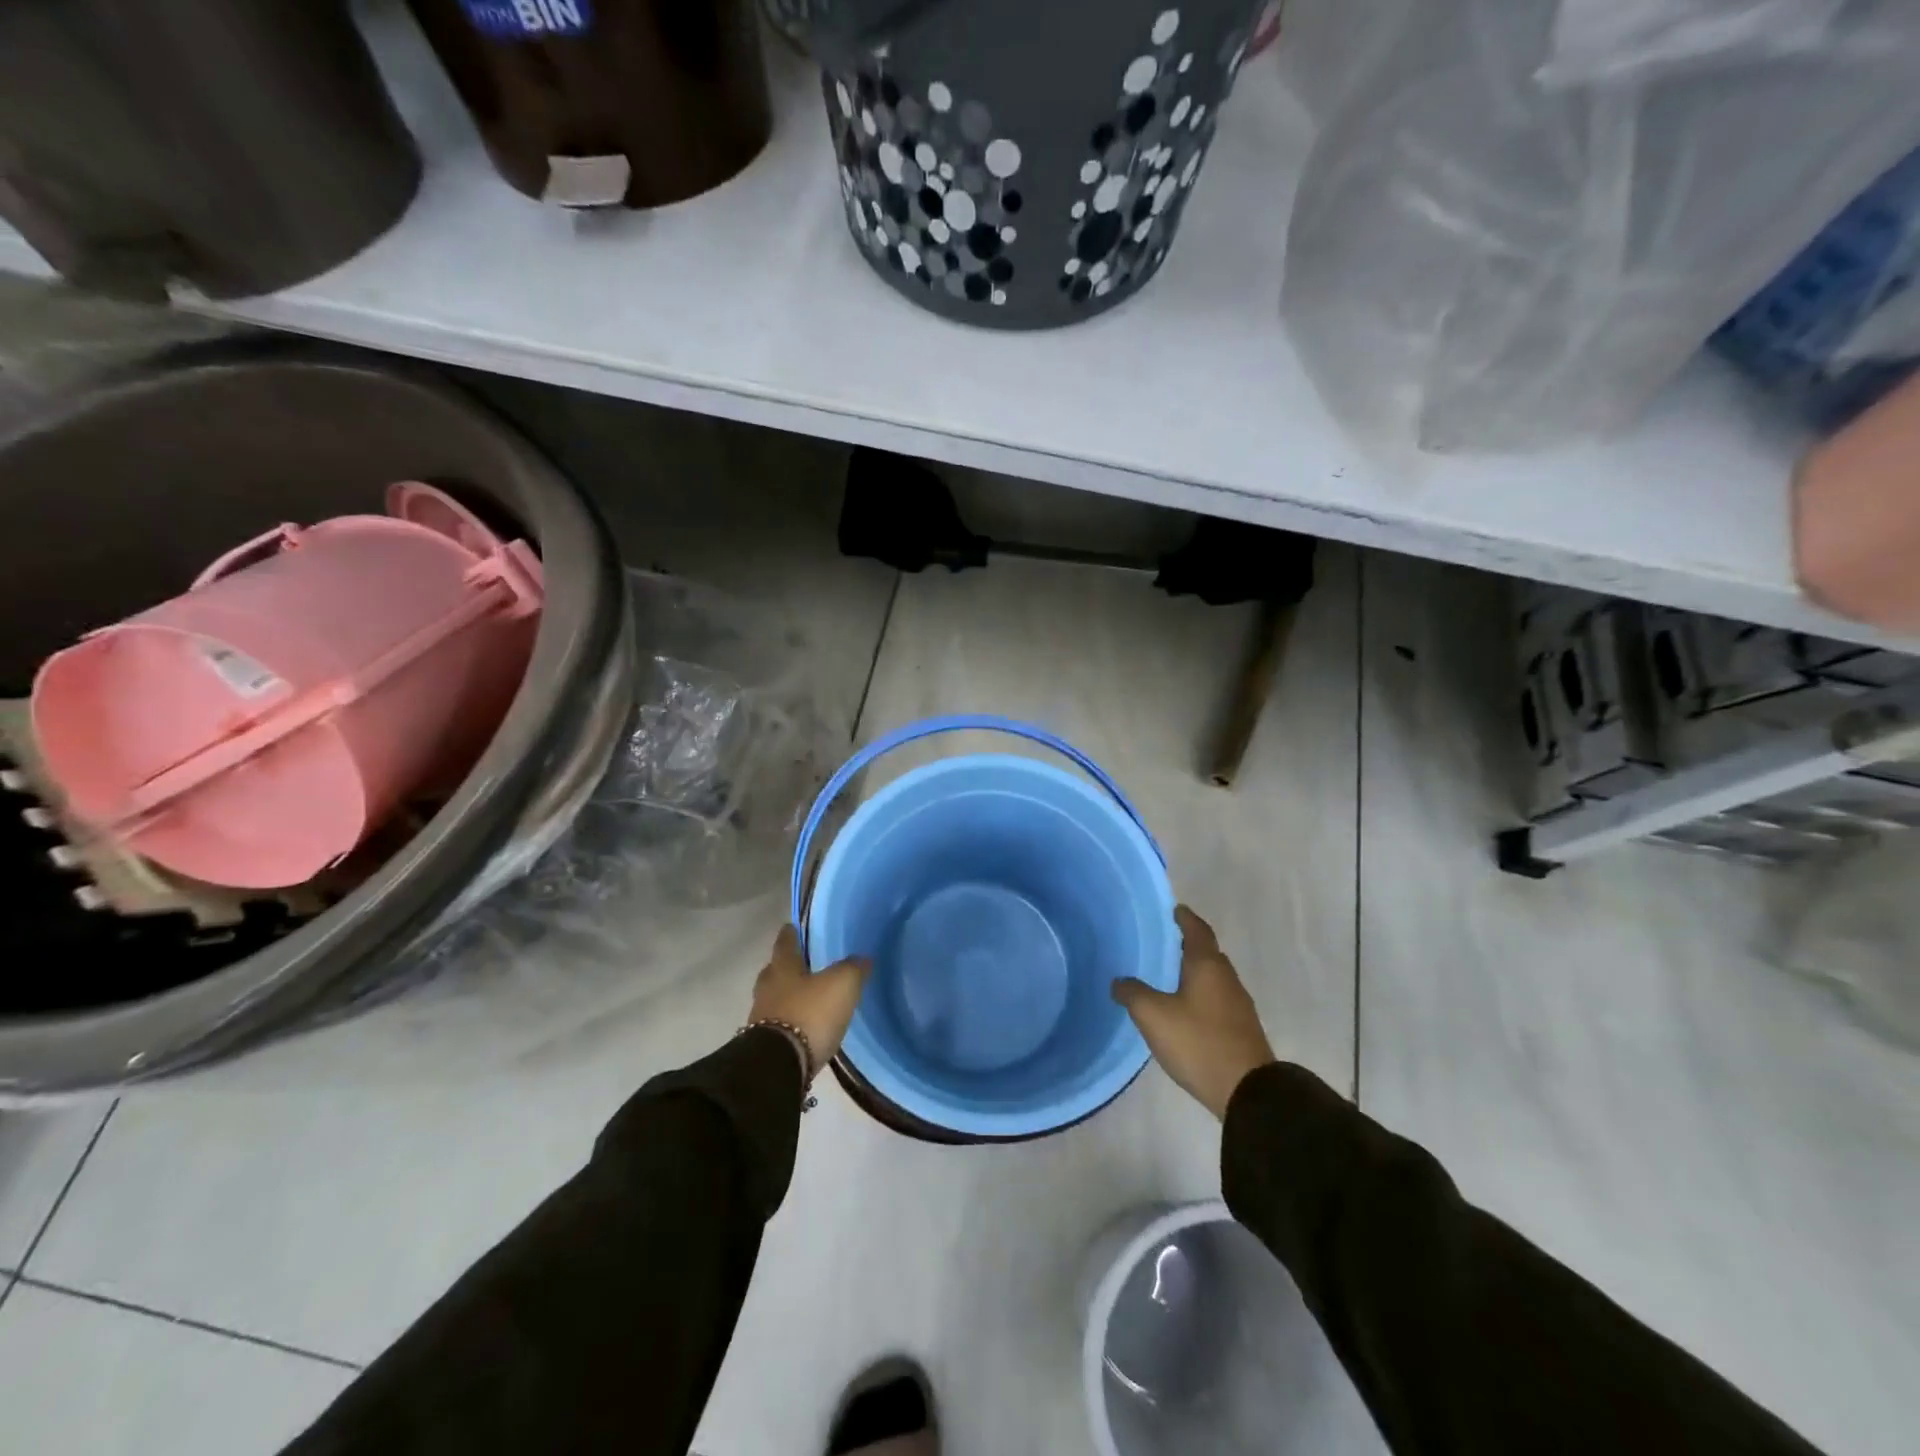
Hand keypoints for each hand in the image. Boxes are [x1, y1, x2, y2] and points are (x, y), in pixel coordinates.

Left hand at [748, 925, 871, 1077]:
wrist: (779, 1065)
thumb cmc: (810, 1013)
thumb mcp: (841, 984)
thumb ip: (853, 968)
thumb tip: (863, 958)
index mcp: (782, 968)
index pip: (784, 943)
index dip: (790, 934)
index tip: (791, 926)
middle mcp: (767, 989)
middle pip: (775, 971)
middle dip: (786, 967)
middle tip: (802, 964)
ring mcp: (762, 1018)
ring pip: (774, 998)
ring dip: (787, 996)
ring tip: (807, 998)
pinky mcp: (765, 1045)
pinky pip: (778, 1024)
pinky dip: (790, 1021)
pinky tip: (804, 1025)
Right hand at [1112, 905, 1275, 1119]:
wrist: (1248, 1092)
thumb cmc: (1199, 1042)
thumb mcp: (1154, 1015)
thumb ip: (1133, 993)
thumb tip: (1119, 981)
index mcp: (1207, 965)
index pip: (1196, 930)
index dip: (1184, 918)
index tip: (1173, 909)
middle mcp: (1226, 977)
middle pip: (1207, 952)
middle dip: (1188, 944)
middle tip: (1163, 942)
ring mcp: (1238, 1004)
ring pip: (1213, 977)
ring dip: (1194, 971)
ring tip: (1169, 975)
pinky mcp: (1241, 1028)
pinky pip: (1216, 999)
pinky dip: (1200, 994)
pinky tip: (1184, 1008)